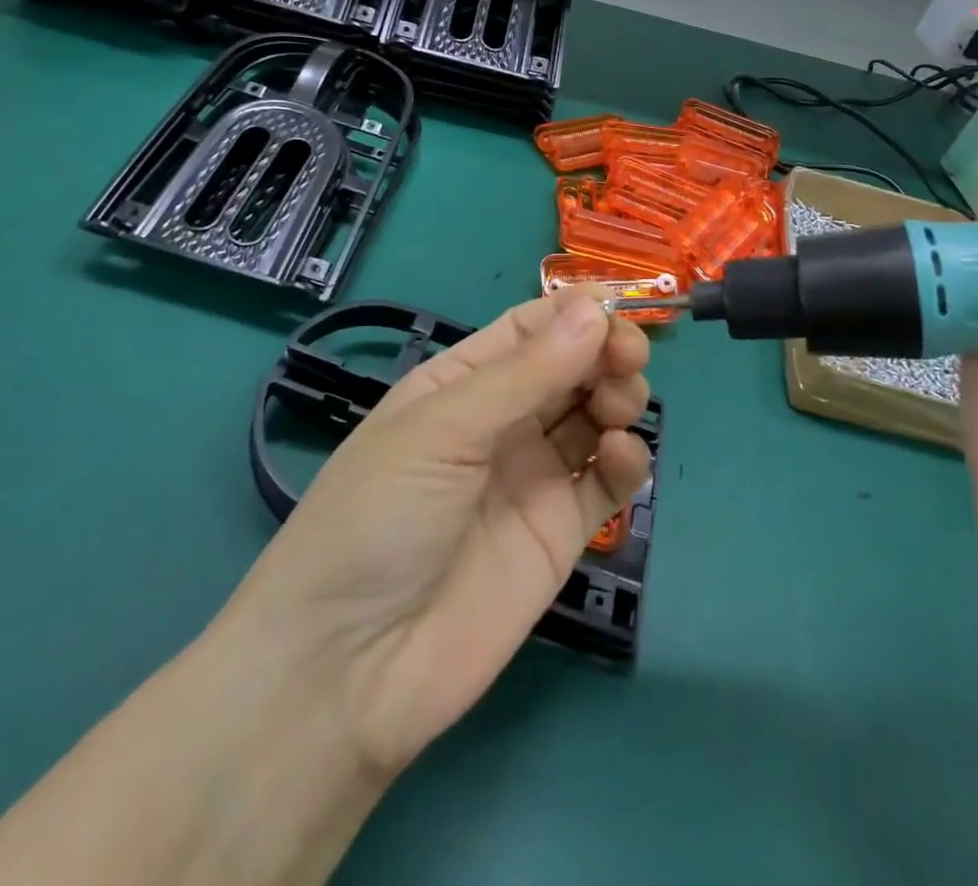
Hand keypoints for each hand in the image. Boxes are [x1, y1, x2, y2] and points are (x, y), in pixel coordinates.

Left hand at [220, 288, 653, 777]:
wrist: (349, 672)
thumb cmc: (378, 519)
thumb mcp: (442, 430)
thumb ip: (525, 373)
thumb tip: (594, 307)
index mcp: (461, 383)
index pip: (529, 329)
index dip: (575, 312)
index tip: (617, 305)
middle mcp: (501, 422)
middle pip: (569, 367)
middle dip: (604, 350)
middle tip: (628, 357)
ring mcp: (532, 477)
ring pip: (594, 416)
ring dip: (618, 396)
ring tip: (619, 405)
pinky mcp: (560, 533)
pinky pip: (606, 481)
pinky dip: (626, 460)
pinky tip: (625, 456)